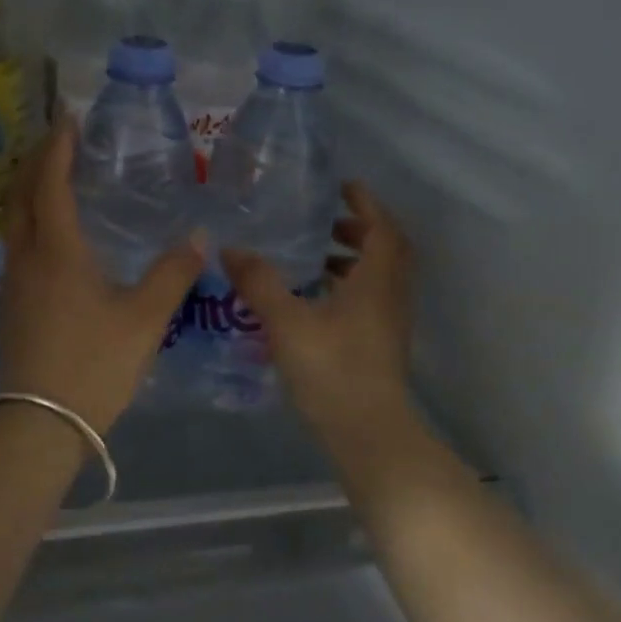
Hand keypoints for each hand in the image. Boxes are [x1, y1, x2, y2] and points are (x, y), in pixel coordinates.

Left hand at [0, 121, 203, 434]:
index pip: (50, 182)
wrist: (40, 422)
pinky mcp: (11, 304)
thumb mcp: (144, 319)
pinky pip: (15, 243)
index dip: (58, 147)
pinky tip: (52, 233)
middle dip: (36, 159)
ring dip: (28, 188)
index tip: (68, 117)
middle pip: (20, 193)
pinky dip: (29, 218)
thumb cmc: (93, 363)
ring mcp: (13, 281)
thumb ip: (172, 274)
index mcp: (56, 250)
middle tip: (59, 138)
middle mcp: (26, 256)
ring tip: (54, 176)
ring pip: (12, 218)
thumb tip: (199, 238)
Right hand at [222, 181, 416, 440]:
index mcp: (377, 281)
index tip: (343, 187)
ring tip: (313, 258)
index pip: (382, 228)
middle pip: (386, 250)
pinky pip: (370, 300)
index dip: (366, 203)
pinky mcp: (380, 345)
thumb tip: (230, 249)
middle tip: (325, 222)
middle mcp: (390, 296)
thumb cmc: (332, 369)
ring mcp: (389, 323)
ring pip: (378, 278)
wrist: (368, 433)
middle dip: (359, 230)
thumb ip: (259, 283)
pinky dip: (348, 287)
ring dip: (353, 260)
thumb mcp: (287, 322)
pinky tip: (313, 300)